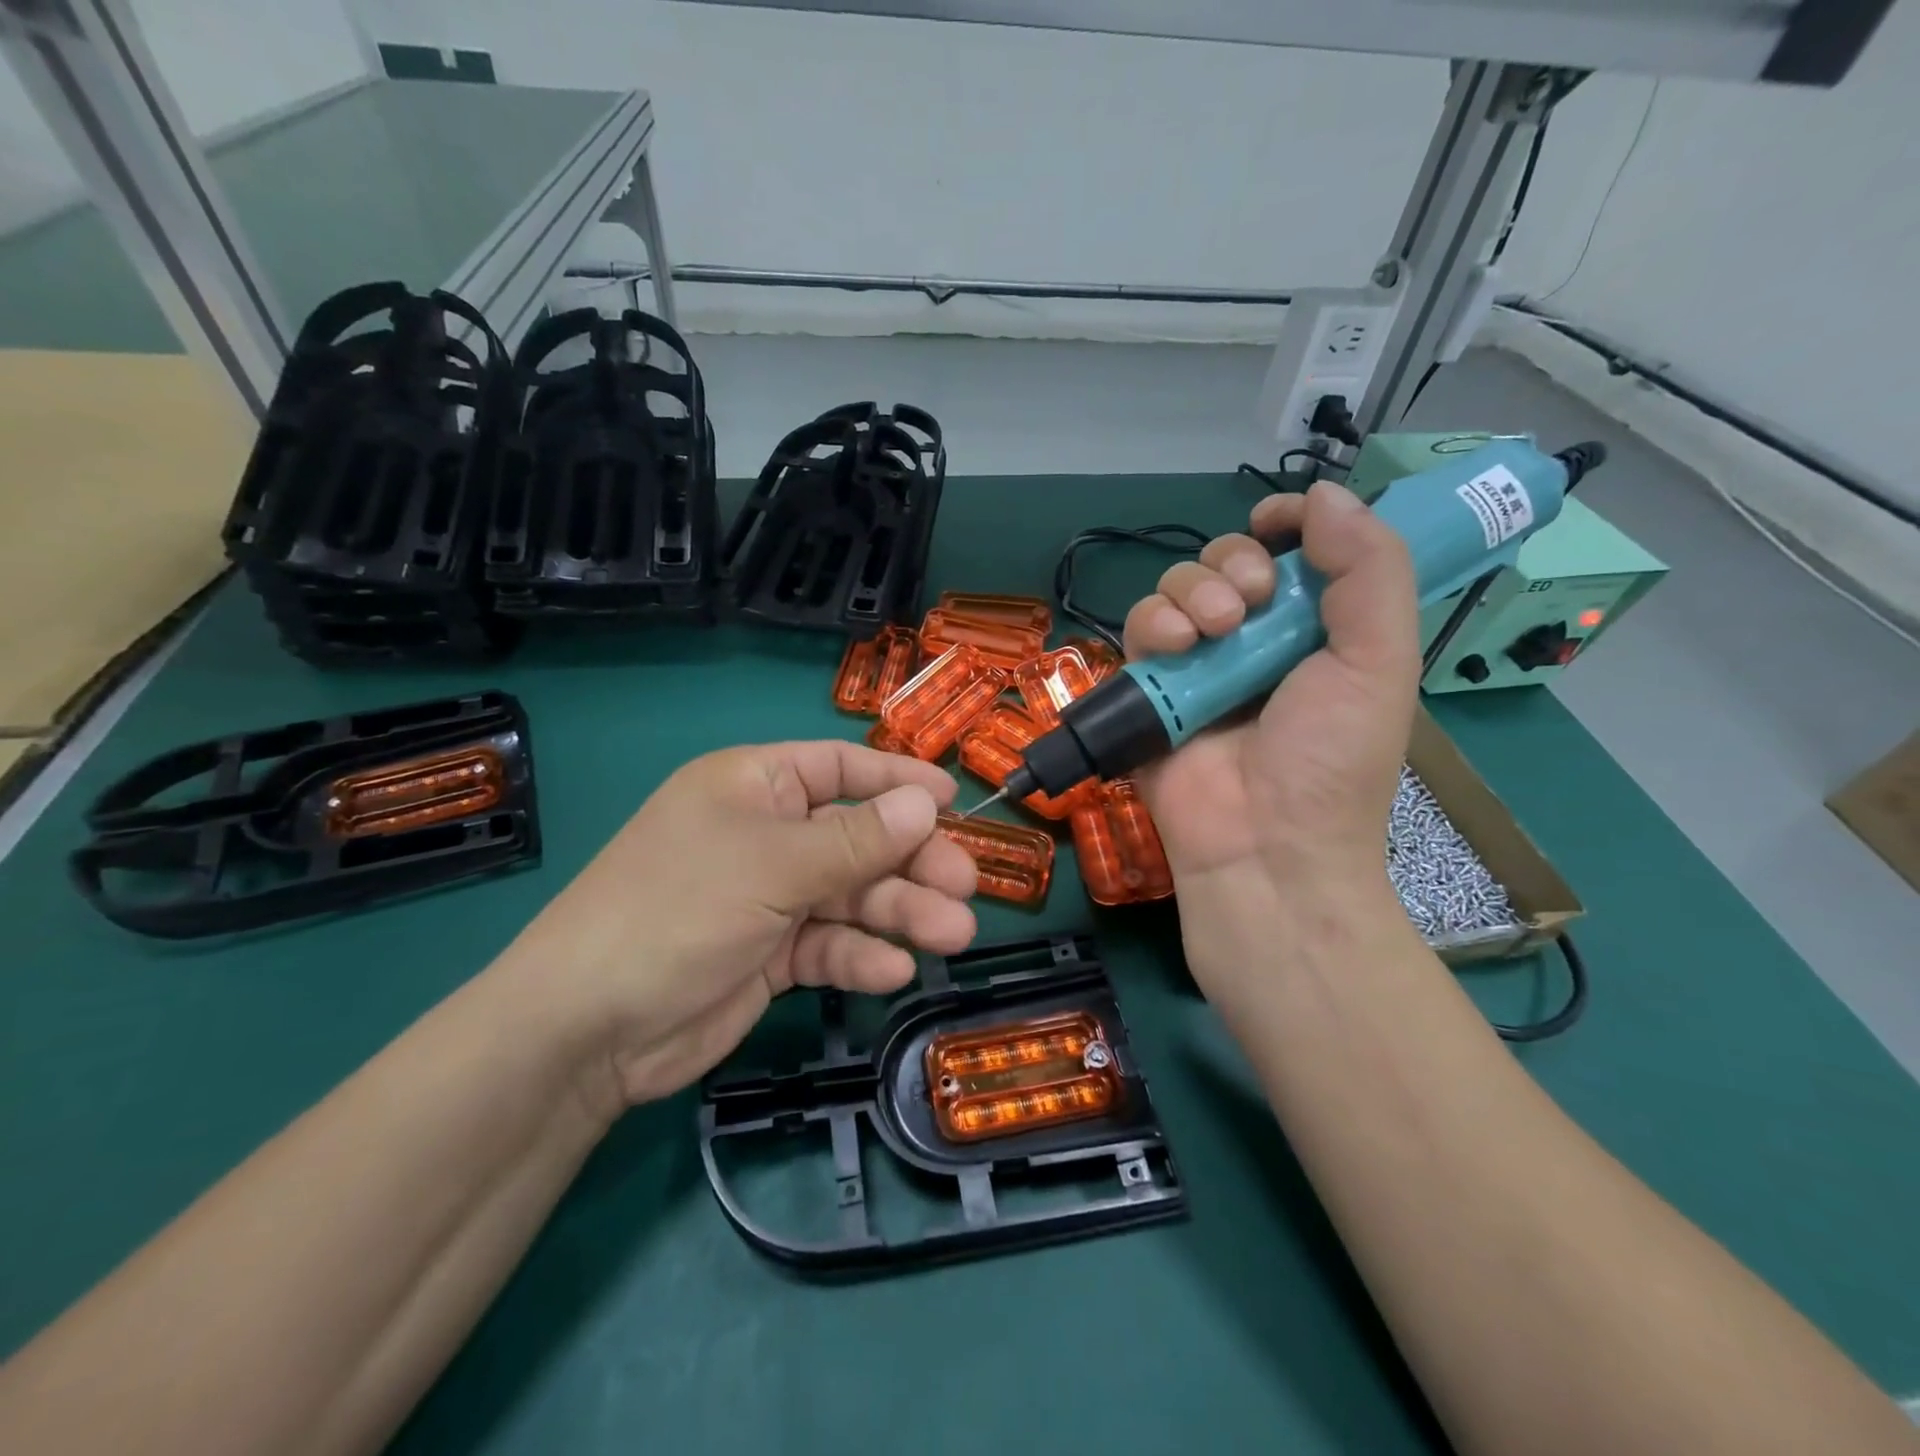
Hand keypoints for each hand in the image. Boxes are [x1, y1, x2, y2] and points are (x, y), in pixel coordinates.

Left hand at [494, 742, 977, 1110]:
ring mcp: (768, 897)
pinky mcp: (769, 954)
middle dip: (911, 862)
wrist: (587, 1028)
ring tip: (953, 933)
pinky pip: (828, 945)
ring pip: (851, 896)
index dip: (897, 781)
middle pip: (857, 838)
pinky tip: (891, 971)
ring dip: (901, 913)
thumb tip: (926, 806)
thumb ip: (856, 840)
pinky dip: (860, 956)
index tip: (953, 801)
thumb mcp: (774, 865)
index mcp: (754, 786)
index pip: (839, 768)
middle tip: (965, 886)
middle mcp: (766, 835)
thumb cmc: (679, 909)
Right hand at [1122, 482, 1420, 973]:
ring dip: (1194, 591)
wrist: (1264, 845)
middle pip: (1226, 560)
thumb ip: (1370, 569)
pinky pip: (1139, 627)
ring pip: (1177, 586)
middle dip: (1235, 563)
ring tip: (1216, 632)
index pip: (1291, 551)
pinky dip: (1155, 624)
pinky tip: (1178, 648)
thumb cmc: (1332, 759)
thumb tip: (1326, 494)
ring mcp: (1197, 664)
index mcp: (1314, 630)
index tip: (1277, 519)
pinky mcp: (1150, 688)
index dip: (1284, 523)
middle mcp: (1254, 640)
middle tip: (1252, 603)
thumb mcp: (1380, 662)